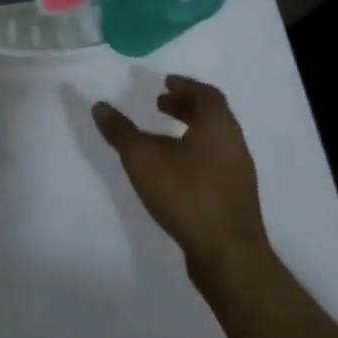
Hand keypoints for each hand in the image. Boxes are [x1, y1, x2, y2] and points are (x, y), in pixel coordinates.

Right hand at [93, 77, 270, 283]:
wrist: (228, 254)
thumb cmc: (186, 194)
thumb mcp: (143, 159)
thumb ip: (121, 132)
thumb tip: (100, 106)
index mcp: (217, 125)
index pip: (205, 93)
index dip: (185, 85)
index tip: (165, 83)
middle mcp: (233, 142)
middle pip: (211, 115)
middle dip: (185, 106)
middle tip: (161, 104)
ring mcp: (238, 171)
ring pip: (214, 139)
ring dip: (189, 130)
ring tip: (161, 138)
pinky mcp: (235, 196)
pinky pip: (215, 161)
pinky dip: (195, 152)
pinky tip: (174, 171)